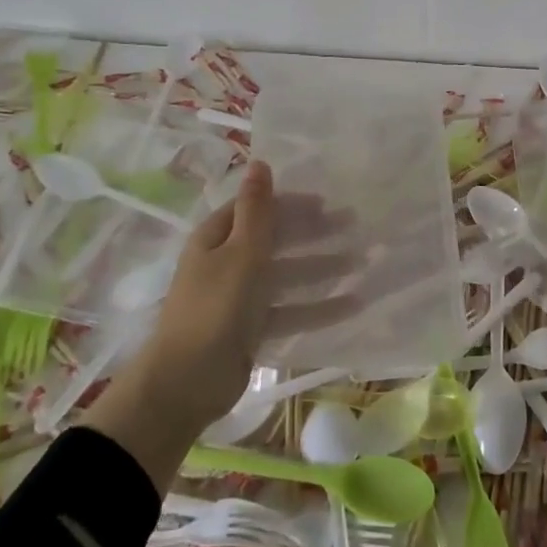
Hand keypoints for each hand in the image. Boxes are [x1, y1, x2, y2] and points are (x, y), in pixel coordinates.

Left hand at [80, 162, 354, 486]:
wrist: (184, 384)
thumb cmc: (214, 308)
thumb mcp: (241, 252)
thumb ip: (256, 210)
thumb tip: (259, 162)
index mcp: (216, 237)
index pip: (258, 209)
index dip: (291, 203)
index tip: (328, 203)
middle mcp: (226, 262)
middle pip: (276, 240)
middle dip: (314, 234)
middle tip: (354, 226)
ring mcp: (239, 298)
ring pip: (287, 275)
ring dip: (321, 269)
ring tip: (361, 264)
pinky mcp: (251, 330)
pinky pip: (289, 311)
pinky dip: (317, 308)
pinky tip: (352, 305)